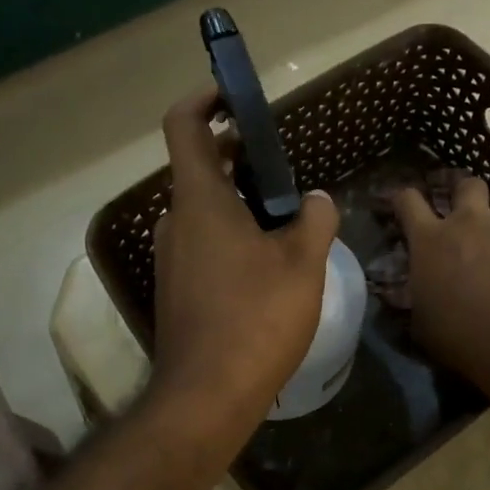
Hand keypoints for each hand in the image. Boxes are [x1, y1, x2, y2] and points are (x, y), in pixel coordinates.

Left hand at [148, 88, 339, 446]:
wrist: (207, 396)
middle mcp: (176, 221)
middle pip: (200, 168)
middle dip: (239, 157)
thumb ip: (316, 220)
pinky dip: (231, 234)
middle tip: (282, 165)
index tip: (230, 93)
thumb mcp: (302, 263)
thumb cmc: (256, 317)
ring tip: (286, 217)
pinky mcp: (177, 288)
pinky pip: (203, 243)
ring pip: (205, 210)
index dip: (203, 99)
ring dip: (239, 201)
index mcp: (200, 200)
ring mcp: (172, 257)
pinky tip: (268, 263)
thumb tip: (318, 200)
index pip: (185, 126)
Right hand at [395, 176, 489, 384]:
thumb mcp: (425, 327)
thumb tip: (411, 302)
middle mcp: (472, 224)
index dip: (405, 199)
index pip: (408, 201)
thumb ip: (419, 303)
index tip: (405, 203)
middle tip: (471, 216)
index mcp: (432, 241)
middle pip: (469, 186)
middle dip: (469, 195)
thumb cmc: (465, 337)